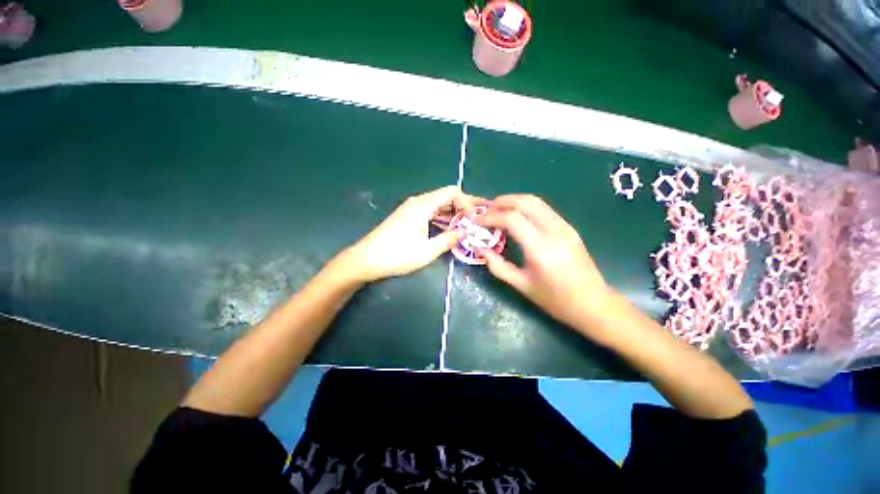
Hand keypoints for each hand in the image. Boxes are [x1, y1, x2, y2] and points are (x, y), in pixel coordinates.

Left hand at [341, 186, 478, 281]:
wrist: (366, 259)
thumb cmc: (397, 255)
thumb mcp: (427, 251)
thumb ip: (448, 239)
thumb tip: (464, 232)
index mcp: (423, 205)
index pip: (451, 192)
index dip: (466, 202)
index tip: (473, 218)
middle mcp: (417, 202)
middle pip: (445, 196)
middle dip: (461, 206)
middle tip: (475, 219)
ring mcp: (410, 208)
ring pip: (437, 204)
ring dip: (451, 212)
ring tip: (465, 224)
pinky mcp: (406, 216)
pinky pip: (429, 210)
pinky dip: (441, 216)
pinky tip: (446, 227)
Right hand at [477, 194, 613, 331]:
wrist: (593, 303)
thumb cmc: (555, 299)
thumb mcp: (522, 285)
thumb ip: (498, 266)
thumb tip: (481, 250)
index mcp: (541, 249)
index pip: (512, 219)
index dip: (491, 216)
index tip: (478, 220)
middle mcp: (554, 231)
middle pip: (525, 202)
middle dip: (502, 201)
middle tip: (486, 210)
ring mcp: (564, 226)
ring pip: (536, 201)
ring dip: (513, 201)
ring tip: (497, 210)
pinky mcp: (568, 227)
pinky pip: (543, 209)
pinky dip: (525, 207)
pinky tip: (516, 216)